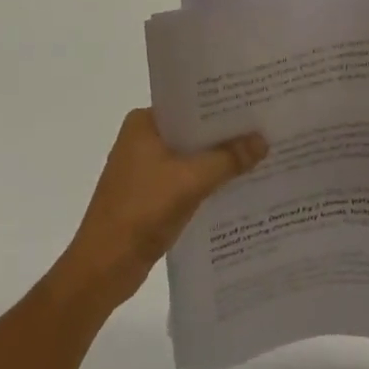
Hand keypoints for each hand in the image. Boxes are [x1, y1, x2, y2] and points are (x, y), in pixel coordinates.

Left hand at [53, 109, 266, 313]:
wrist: (104, 267)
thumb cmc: (142, 211)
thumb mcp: (191, 180)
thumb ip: (228, 159)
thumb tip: (263, 139)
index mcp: (143, 123)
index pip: (189, 103)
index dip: (221, 104)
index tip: (254, 100)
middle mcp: (141, 139)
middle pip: (192, 130)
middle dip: (224, 133)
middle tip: (265, 126)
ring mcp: (144, 168)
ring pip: (190, 156)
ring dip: (218, 159)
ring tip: (259, 153)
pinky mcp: (149, 195)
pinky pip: (185, 178)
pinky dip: (207, 180)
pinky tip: (236, 185)